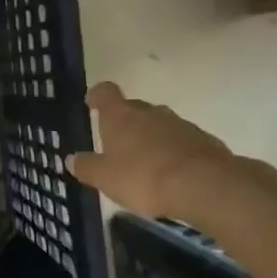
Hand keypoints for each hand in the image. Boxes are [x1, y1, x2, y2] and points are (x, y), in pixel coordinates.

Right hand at [67, 82, 239, 221]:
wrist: (204, 186)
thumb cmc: (144, 177)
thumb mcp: (105, 178)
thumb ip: (86, 167)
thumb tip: (71, 159)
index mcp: (120, 116)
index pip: (105, 92)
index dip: (97, 96)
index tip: (92, 104)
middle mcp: (149, 112)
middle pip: (132, 108)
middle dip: (125, 122)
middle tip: (117, 145)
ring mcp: (179, 123)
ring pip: (158, 124)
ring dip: (151, 137)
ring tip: (145, 163)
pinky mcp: (203, 140)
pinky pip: (181, 140)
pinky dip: (173, 151)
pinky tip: (172, 173)